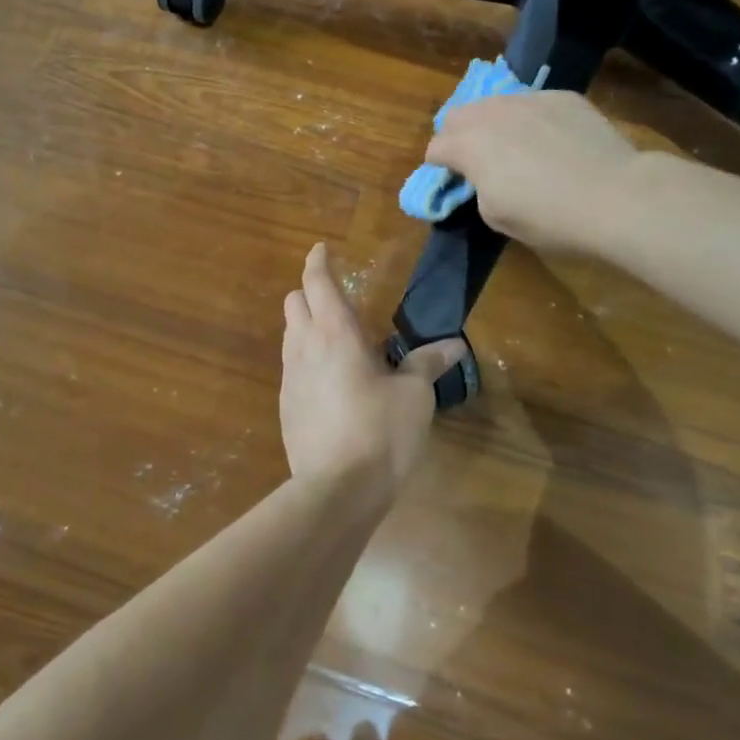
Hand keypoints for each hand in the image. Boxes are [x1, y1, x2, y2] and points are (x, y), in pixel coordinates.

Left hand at [280, 244, 466, 491]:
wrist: (336, 490)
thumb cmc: (380, 432)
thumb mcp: (414, 396)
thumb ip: (427, 364)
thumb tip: (454, 345)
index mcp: (335, 333)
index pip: (317, 282)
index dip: (318, 261)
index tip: (322, 249)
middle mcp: (304, 346)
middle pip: (294, 302)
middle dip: (310, 292)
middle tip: (336, 298)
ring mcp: (290, 378)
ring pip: (289, 334)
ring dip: (306, 325)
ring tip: (336, 339)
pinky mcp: (285, 406)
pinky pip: (291, 367)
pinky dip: (305, 358)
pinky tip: (329, 381)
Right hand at [424, 91, 641, 254]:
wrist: (615, 196)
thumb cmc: (548, 216)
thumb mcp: (496, 216)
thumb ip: (477, 189)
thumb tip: (482, 177)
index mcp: (468, 145)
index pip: (435, 148)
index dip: (440, 168)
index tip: (454, 183)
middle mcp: (492, 113)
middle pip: (458, 115)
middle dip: (459, 137)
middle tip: (478, 162)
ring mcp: (529, 99)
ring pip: (496, 104)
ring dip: (494, 124)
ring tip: (516, 147)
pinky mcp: (563, 97)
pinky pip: (533, 103)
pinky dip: (532, 119)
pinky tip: (553, 142)